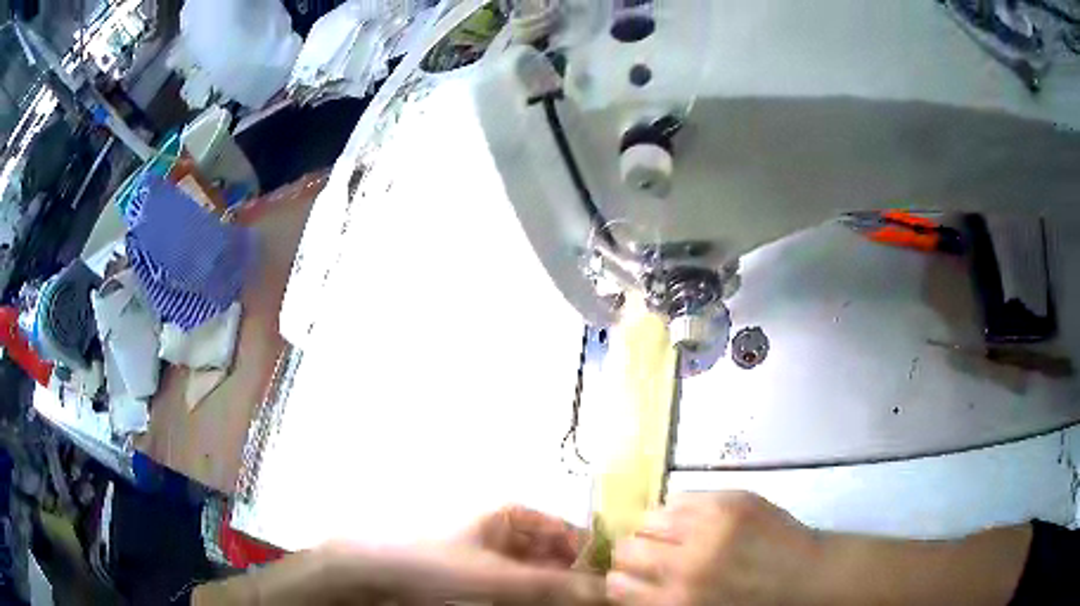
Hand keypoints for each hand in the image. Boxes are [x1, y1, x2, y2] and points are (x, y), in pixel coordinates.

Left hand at [324, 506, 604, 605]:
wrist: (379, 574)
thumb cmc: (439, 564)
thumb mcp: (499, 576)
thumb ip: (553, 586)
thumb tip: (607, 590)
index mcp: (513, 517)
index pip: (569, 532)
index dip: (594, 554)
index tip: (618, 578)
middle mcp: (509, 535)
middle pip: (558, 556)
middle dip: (580, 578)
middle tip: (602, 600)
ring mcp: (497, 560)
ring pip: (543, 575)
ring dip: (561, 591)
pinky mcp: (486, 582)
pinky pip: (523, 590)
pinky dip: (539, 600)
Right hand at [607, 491, 820, 605]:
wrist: (808, 577)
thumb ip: (660, 602)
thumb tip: (627, 585)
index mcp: (676, 602)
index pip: (616, 584)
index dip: (620, 580)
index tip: (630, 578)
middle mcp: (686, 564)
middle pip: (625, 548)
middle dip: (632, 553)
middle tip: (652, 557)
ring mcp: (709, 527)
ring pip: (649, 519)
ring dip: (656, 530)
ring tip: (675, 536)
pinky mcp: (730, 500)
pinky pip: (680, 497)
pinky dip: (679, 510)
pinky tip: (696, 521)